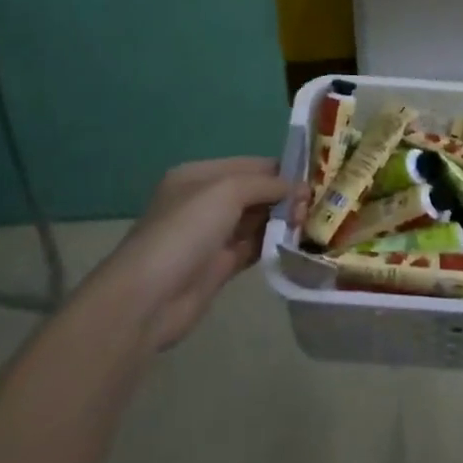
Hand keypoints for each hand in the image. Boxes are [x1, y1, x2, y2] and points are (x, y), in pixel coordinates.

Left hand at [95, 157, 304, 351]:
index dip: (280, 169)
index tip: (314, 177)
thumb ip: (266, 184)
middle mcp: (205, 202)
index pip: (249, 165)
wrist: (148, 298)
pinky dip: (273, 244)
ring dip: (282, 220)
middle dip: (284, 196)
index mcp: (199, 176)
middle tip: (315, 206)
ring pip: (255, 220)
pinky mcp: (218, 267)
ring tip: (311, 223)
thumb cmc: (185, 231)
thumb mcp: (227, 191)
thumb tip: (299, 188)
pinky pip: (253, 248)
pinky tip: (296, 243)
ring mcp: (211, 236)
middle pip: (254, 192)